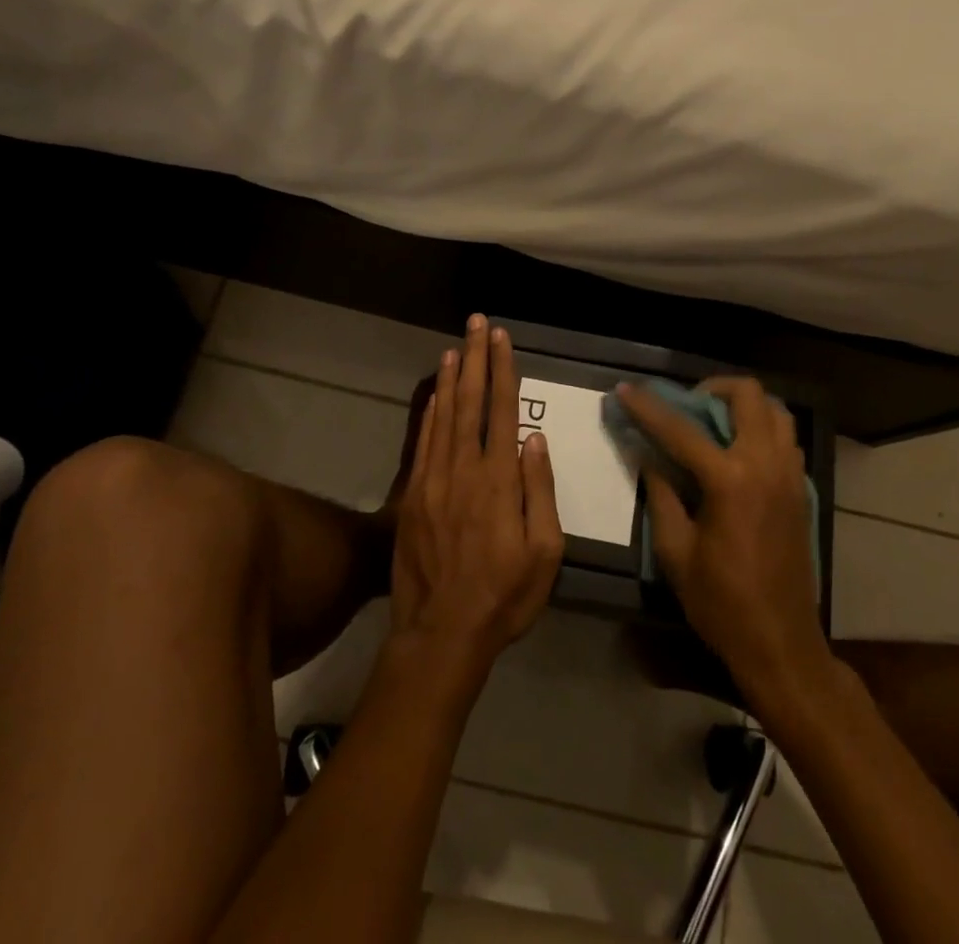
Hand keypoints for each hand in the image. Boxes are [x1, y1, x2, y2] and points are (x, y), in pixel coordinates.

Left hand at [390, 316, 564, 688]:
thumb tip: (534, 439)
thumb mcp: (545, 553)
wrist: (440, 634)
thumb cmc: (504, 597)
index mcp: (499, 481)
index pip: (502, 411)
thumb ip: (539, 492)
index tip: (502, 338)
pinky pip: (424, 443)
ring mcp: (433, 481)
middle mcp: (463, 470)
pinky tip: (435, 394)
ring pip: (444, 416)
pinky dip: (430, 413)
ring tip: (456, 346)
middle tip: (476, 323)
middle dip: (475, 359)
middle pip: (470, 402)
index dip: (503, 371)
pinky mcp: (413, 496)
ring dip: (451, 378)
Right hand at [620, 377, 826, 697]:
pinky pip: (786, 438)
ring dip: (743, 404)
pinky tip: (738, 452)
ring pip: (776, 411)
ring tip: (714, 421)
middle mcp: (766, 465)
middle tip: (686, 403)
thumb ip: (661, 496)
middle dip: (711, 387)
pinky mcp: (801, 490)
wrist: (781, 644)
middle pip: (748, 395)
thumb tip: (648, 457)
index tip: (625, 389)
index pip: (681, 429)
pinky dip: (762, 429)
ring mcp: (790, 475)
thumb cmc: (722, 603)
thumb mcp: (676, 553)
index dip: (647, 407)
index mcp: (730, 481)